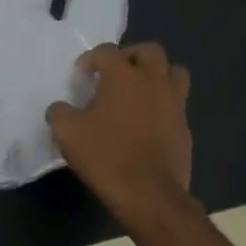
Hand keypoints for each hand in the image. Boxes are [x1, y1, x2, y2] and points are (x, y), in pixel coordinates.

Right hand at [46, 43, 192, 221]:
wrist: (148, 194)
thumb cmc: (105, 156)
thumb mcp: (67, 133)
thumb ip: (59, 112)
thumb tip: (60, 108)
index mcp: (123, 76)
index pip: (106, 51)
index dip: (90, 60)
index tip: (81, 79)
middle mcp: (153, 81)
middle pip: (150, 51)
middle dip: (131, 57)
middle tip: (116, 75)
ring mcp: (174, 104)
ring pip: (174, 73)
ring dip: (157, 75)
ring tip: (139, 92)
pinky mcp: (185, 128)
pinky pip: (177, 104)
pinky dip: (164, 105)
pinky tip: (147, 124)